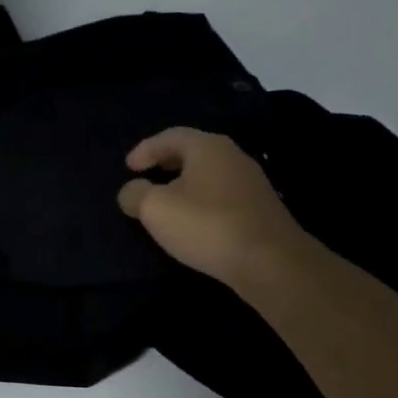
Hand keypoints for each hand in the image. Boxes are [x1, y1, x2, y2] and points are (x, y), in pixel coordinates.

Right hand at [117, 128, 313, 289]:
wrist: (269, 261)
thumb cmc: (207, 225)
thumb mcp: (157, 209)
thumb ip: (136, 194)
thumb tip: (131, 191)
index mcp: (208, 147)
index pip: (171, 136)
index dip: (146, 149)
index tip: (128, 167)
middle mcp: (233, 157)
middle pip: (193, 152)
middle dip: (166, 163)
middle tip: (147, 176)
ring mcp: (251, 183)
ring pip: (209, 174)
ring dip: (185, 184)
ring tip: (167, 201)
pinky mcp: (260, 209)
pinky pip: (222, 195)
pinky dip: (202, 201)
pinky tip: (194, 221)